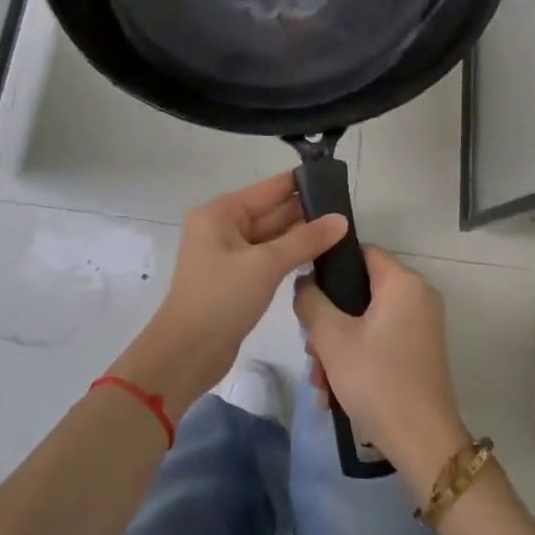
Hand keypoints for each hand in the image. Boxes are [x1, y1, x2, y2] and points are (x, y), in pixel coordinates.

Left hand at [113, 173, 347, 420]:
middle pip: (271, 211)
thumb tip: (341, 219)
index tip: (337, 180)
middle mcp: (222, 227)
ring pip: (272, 236)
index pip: (269, 188)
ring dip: (301, 235)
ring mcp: (228, 254)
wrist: (186, 353)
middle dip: (306, 211)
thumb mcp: (265, 265)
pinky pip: (267, 258)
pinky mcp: (235, 278)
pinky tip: (319, 256)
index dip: (302, 183)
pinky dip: (290, 256)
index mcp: (221, 213)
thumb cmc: (221, 299)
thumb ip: (305, 240)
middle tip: (348, 211)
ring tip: (342, 231)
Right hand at [294, 246, 470, 494]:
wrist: (423, 444)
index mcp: (403, 282)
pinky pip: (380, 340)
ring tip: (320, 380)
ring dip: (337, 345)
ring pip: (365, 320)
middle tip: (310, 349)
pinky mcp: (419, 352)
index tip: (305, 291)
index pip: (360, 251)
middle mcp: (418, 296)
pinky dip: (356, 357)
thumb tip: (304, 282)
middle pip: (360, 290)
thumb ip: (310, 301)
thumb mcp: (331, 338)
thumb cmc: (377, 380)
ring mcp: (421, 326)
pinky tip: (335, 391)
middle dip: (328, 319)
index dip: (329, 265)